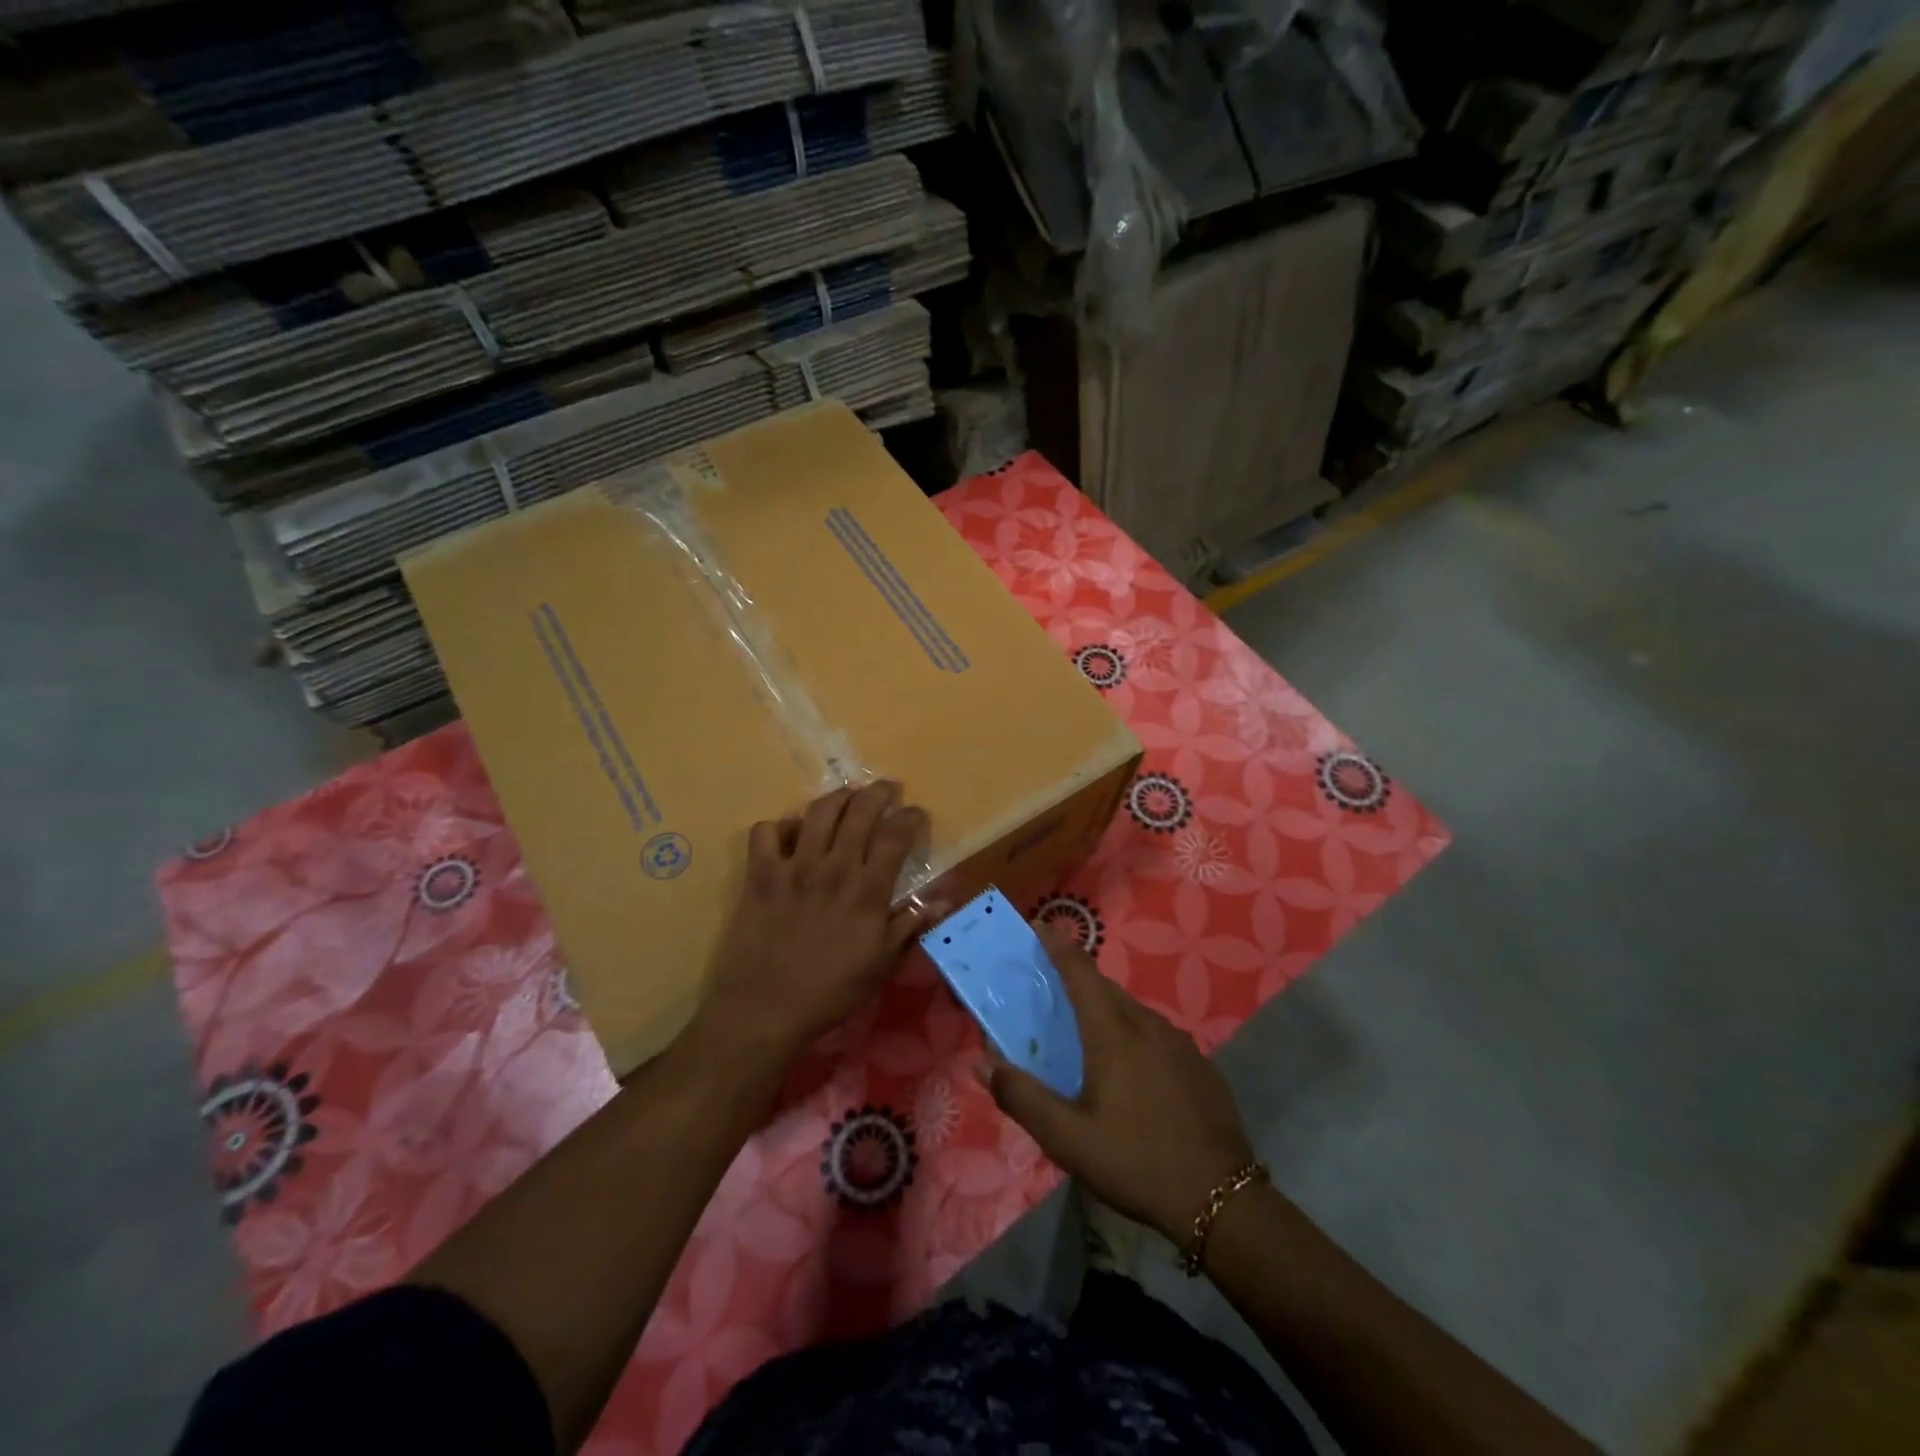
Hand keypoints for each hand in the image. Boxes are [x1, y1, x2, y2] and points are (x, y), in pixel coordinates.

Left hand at [702, 782, 932, 1062]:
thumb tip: (944, 900)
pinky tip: (789, 834)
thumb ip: (909, 925)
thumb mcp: (881, 964)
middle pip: (860, 811)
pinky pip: (765, 832)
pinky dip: (779, 826)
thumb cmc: (831, 991)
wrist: (765, 1009)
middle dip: (878, 792)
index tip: (916, 813)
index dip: (910, 817)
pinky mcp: (760, 874)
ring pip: (818, 812)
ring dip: (837, 797)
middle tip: (887, 789)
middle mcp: (834, 868)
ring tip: (846, 796)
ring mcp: (794, 867)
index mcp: (867, 890)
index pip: (895, 836)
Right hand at [982, 924, 1254, 1244]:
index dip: (1058, 946)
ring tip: (1088, 1039)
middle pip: (1106, 989)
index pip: (1080, 972)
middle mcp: (1148, 1025)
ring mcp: (1180, 1044)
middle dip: (1078, 982)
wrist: (1222, 1201)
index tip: (1039, 926)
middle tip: (1052, 994)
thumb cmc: (1135, 1162)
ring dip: (1107, 1012)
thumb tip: (982, 1063)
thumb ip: (1022, 1098)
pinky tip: (1132, 1075)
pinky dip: (1134, 1037)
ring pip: (1134, 1012)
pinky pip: (1157, 1035)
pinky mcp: (1200, 1066)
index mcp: (1113, 1033)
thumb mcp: (1068, 1139)